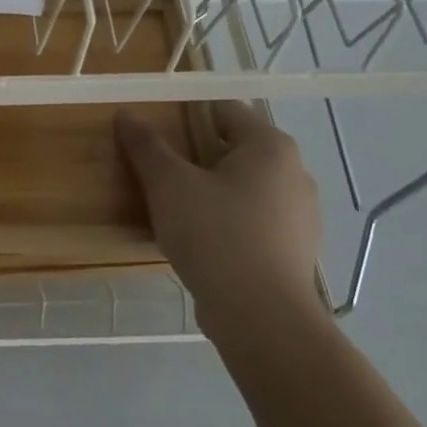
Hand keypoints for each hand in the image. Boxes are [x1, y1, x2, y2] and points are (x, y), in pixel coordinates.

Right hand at [115, 100, 328, 347]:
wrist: (261, 316)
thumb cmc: (215, 235)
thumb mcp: (169, 185)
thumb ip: (147, 147)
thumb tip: (127, 114)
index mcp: (270, 146)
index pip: (224, 110)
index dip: (185, 113)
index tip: (153, 129)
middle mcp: (294, 172)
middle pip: (234, 148)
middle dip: (195, 154)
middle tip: (156, 167)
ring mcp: (300, 214)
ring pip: (244, 186)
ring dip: (210, 188)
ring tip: (172, 205)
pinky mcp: (293, 248)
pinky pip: (253, 219)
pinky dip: (225, 219)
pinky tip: (198, 238)